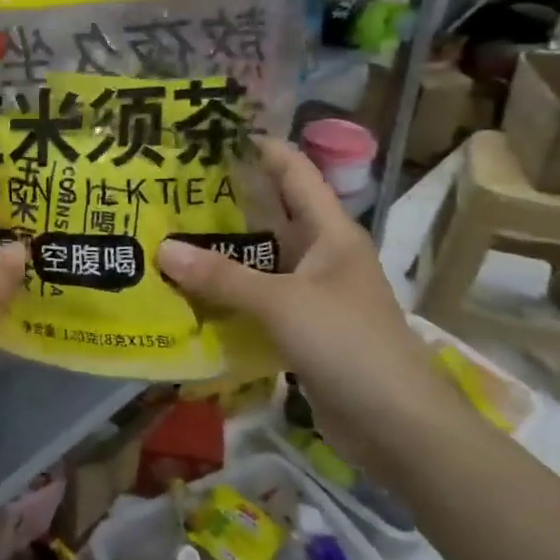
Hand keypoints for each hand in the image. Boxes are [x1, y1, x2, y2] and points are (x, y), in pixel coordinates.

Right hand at [155, 139, 456, 479]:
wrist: (398, 425)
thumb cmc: (348, 344)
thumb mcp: (282, 303)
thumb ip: (222, 276)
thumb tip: (161, 249)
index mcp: (330, 232)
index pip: (295, 171)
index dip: (260, 147)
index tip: (212, 134)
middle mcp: (321, 254)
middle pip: (271, 213)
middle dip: (226, 199)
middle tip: (171, 186)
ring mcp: (311, 293)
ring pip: (260, 259)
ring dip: (221, 250)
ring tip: (167, 232)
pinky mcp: (301, 328)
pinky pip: (257, 298)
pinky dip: (226, 292)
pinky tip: (188, 290)